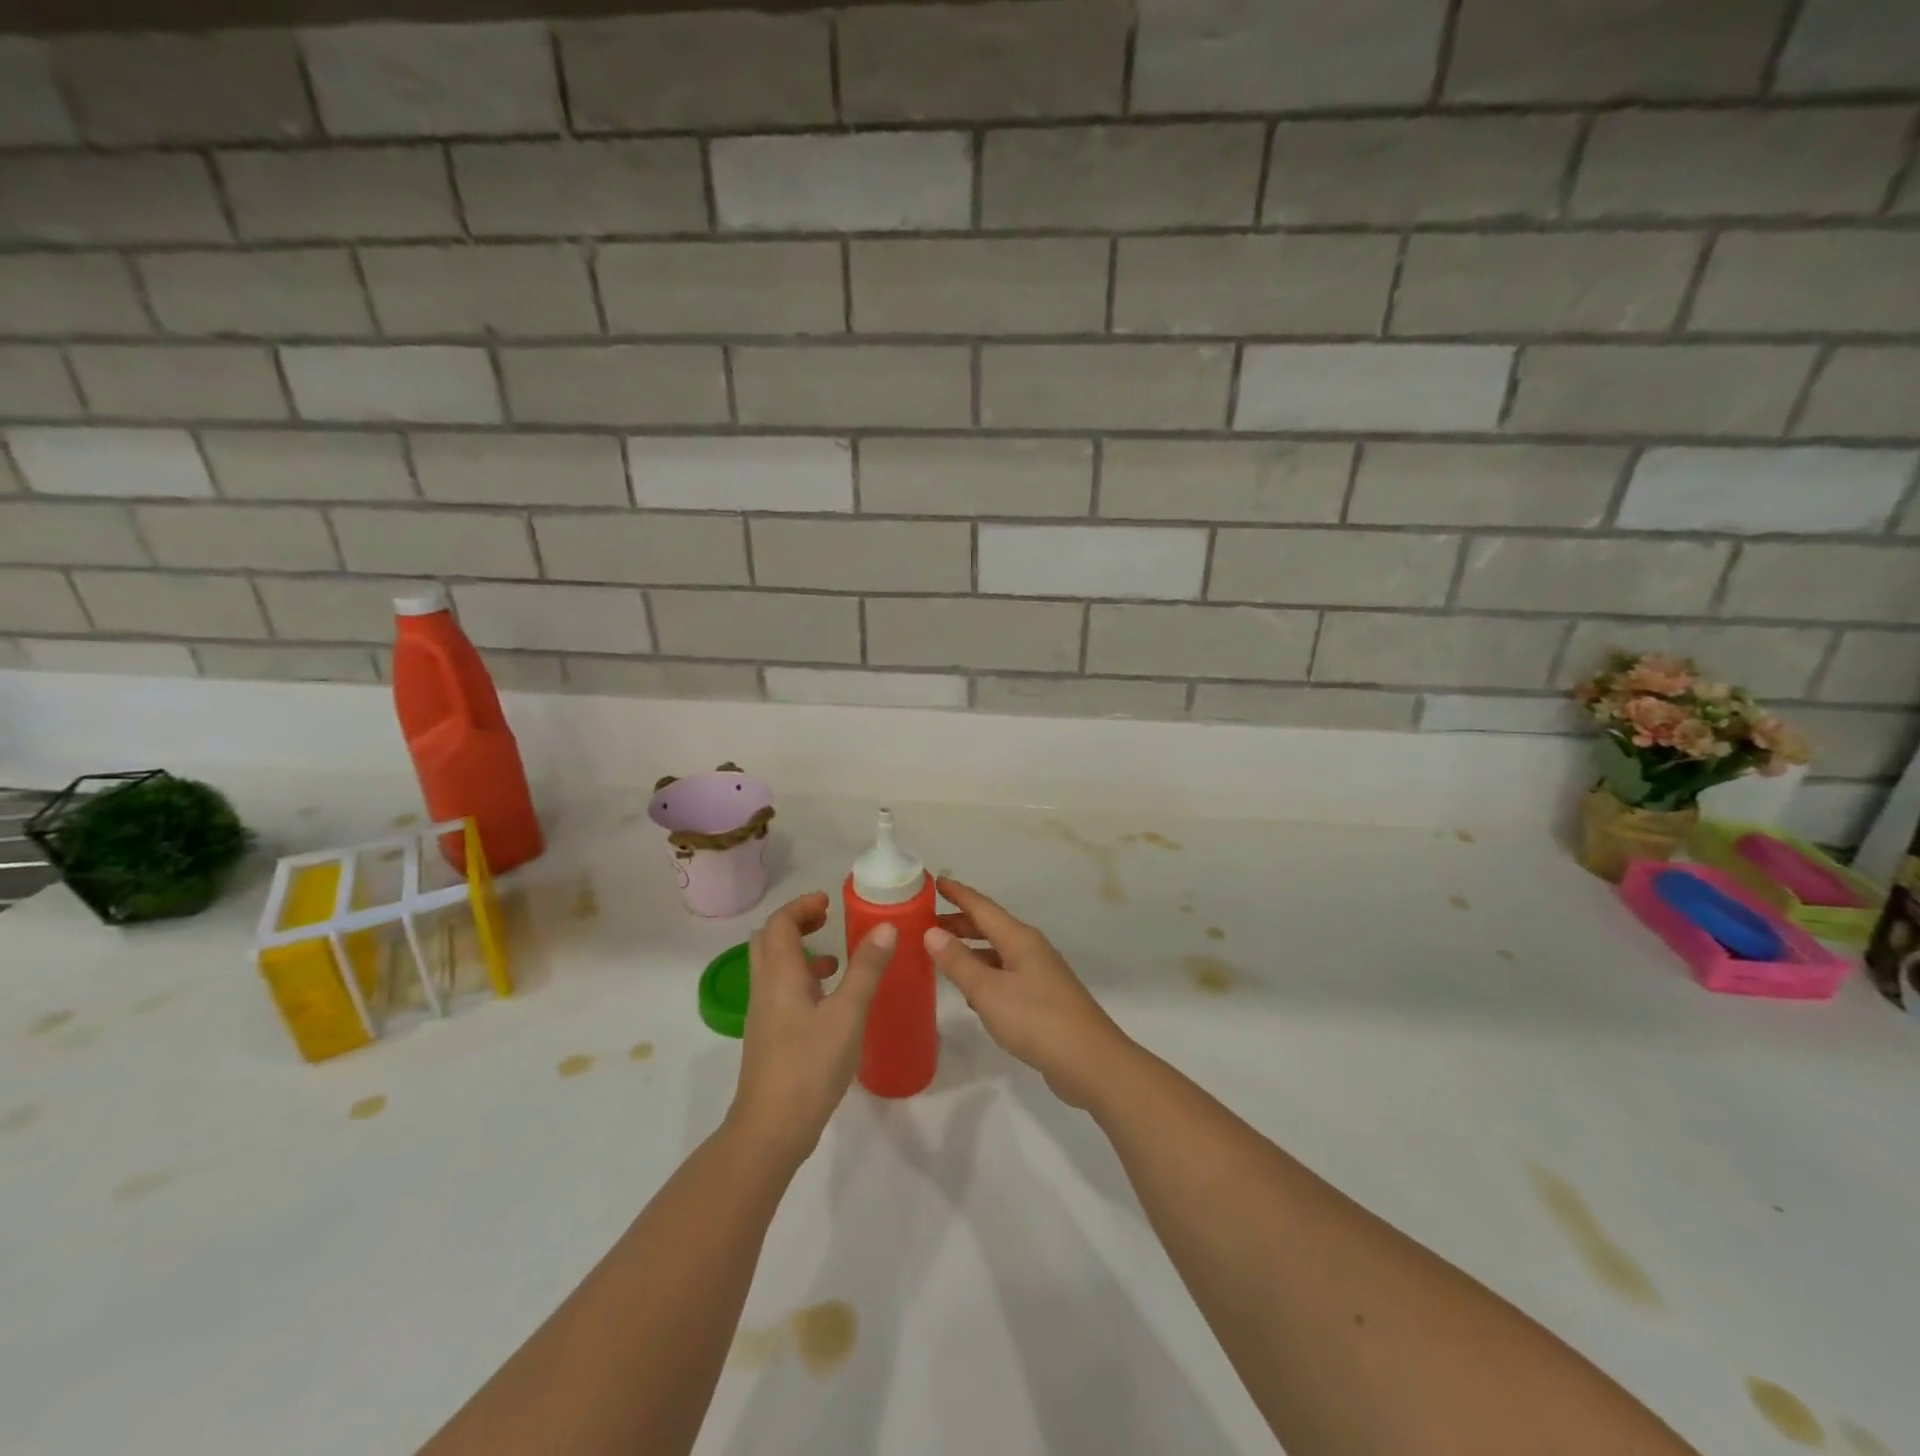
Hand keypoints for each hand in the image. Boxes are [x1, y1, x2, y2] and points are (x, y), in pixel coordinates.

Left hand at [729, 892, 894, 1166]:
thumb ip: (866, 969)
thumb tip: (886, 926)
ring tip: (836, 959)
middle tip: (827, 920)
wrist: (770, 1129)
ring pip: (773, 967)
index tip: (829, 901)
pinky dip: (801, 980)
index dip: (802, 906)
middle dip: (796, 923)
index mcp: (780, 974)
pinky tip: (830, 1002)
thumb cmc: (810, 1065)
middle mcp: (765, 987)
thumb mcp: (848, 1013)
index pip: (779, 923)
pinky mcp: (768, 1037)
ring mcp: (763, 1014)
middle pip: (769, 940)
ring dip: (799, 952)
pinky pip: (780, 991)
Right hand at [925, 877, 1131, 1109]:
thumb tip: (932, 931)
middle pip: (990, 928)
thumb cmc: (1036, 1019)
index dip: (958, 893)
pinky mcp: (1043, 1000)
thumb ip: (958, 962)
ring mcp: (1039, 975)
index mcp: (1019, 939)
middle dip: (960, 922)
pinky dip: (985, 976)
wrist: (1090, 1062)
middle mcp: (1031, 950)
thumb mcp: (989, 991)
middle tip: (926, 922)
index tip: (935, 881)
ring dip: (971, 951)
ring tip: (942, 955)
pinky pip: (1006, 976)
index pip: (982, 907)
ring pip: (998, 953)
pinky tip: (971, 994)